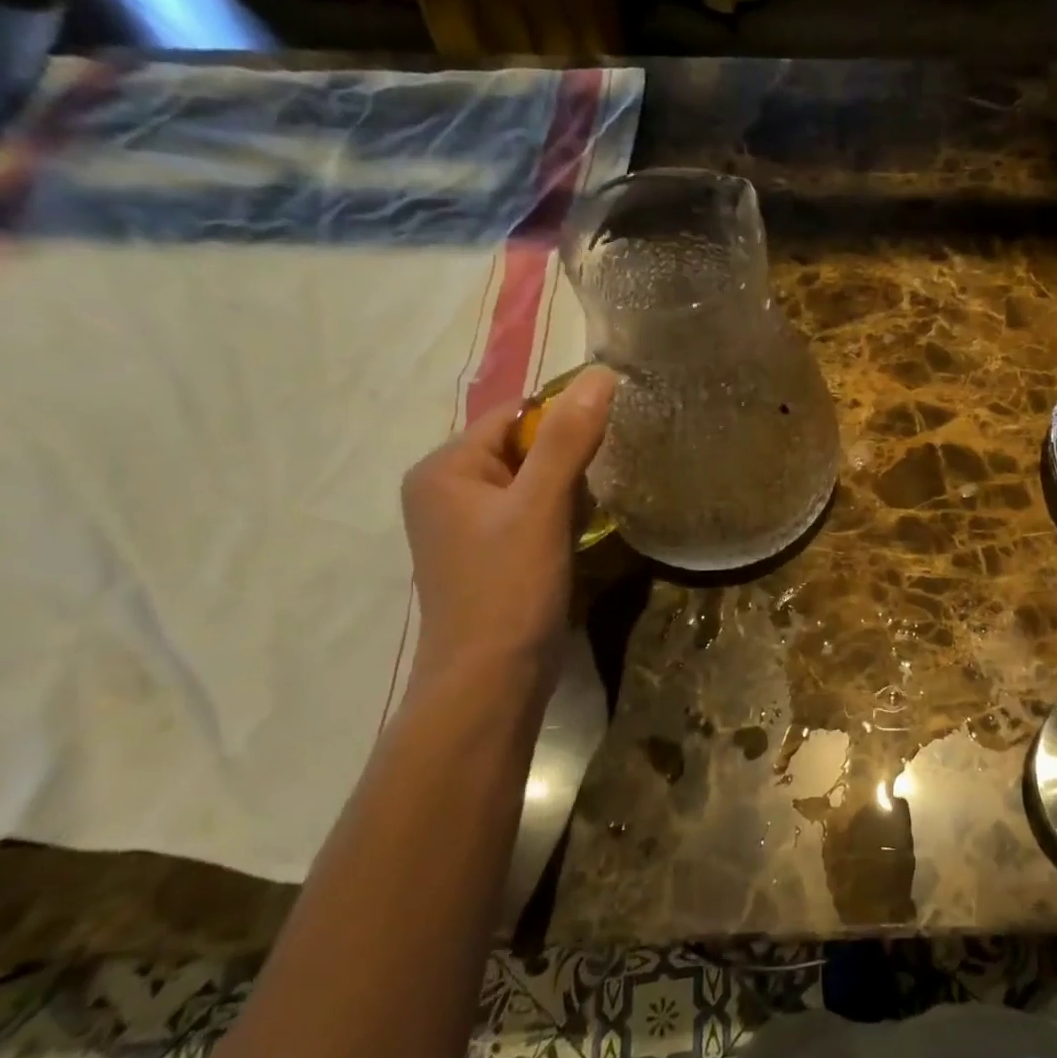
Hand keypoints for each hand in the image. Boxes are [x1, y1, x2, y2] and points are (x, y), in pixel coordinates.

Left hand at [401, 367, 615, 677]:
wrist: (490, 682)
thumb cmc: (509, 589)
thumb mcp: (541, 507)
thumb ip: (568, 439)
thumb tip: (602, 375)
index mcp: (444, 468)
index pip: (514, 415)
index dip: (565, 419)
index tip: (612, 435)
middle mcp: (446, 489)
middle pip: (522, 446)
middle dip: (568, 458)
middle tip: (607, 478)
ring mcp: (465, 524)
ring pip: (531, 480)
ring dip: (568, 487)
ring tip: (595, 507)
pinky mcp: (488, 551)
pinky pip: (530, 511)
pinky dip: (560, 513)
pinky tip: (581, 531)